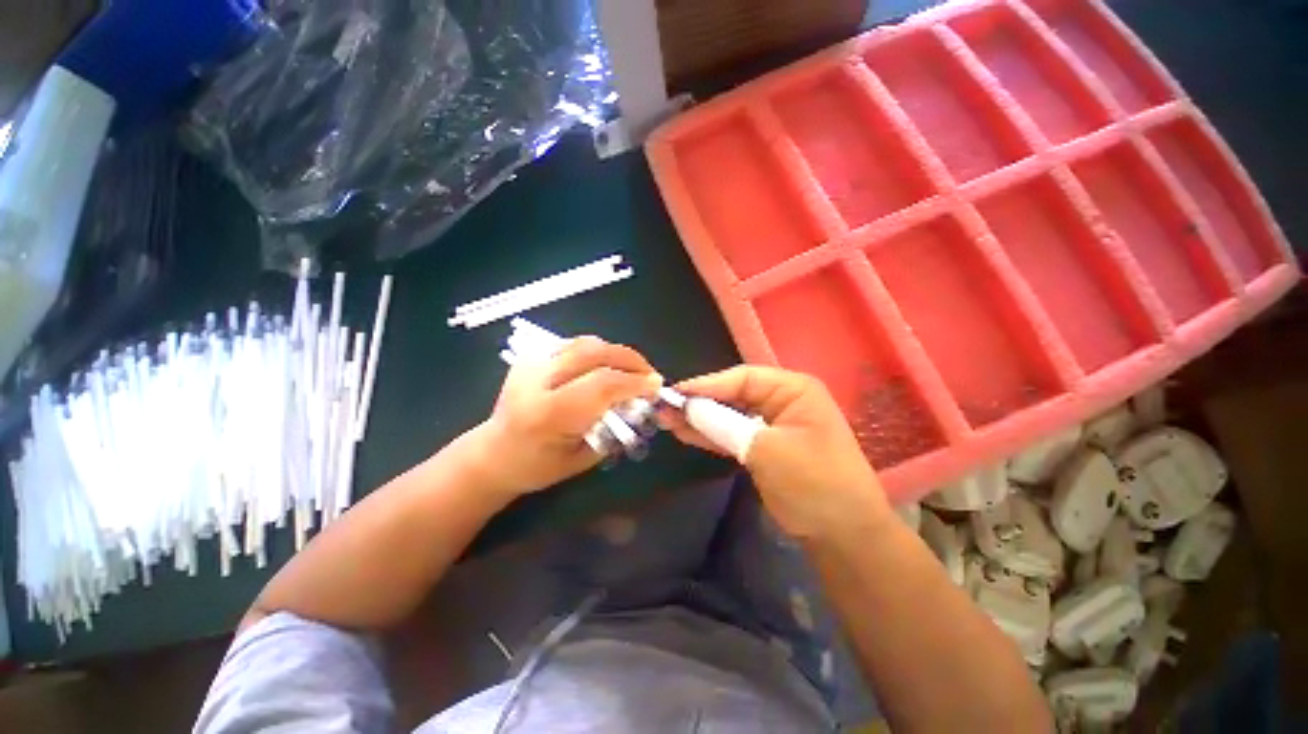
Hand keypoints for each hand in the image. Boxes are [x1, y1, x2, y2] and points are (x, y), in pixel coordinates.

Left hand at [471, 336, 662, 496]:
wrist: (494, 453)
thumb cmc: (537, 466)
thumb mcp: (582, 458)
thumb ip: (612, 427)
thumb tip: (640, 401)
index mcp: (548, 413)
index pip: (601, 384)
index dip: (634, 382)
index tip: (656, 386)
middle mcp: (537, 380)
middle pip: (594, 352)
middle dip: (630, 360)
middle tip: (649, 374)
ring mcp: (531, 362)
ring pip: (585, 342)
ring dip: (616, 353)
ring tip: (632, 369)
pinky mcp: (531, 355)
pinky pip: (575, 344)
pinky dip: (599, 351)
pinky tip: (607, 365)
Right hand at [661, 366, 893, 541]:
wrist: (843, 536)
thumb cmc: (813, 483)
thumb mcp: (765, 450)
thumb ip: (723, 424)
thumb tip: (686, 406)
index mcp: (793, 390)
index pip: (742, 378)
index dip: (706, 384)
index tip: (674, 393)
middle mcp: (783, 401)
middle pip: (733, 395)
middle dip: (700, 403)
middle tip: (664, 408)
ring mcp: (773, 425)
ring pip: (730, 415)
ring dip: (701, 419)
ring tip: (667, 420)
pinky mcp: (766, 447)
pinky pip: (734, 434)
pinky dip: (712, 435)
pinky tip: (686, 433)